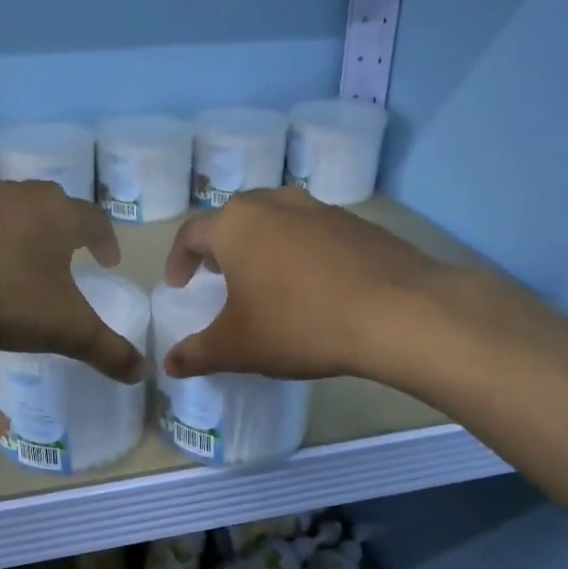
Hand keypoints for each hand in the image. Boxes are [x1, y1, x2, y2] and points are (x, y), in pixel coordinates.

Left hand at [0, 180, 145, 381]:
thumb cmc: (8, 295)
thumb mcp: (66, 330)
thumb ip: (107, 350)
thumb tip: (142, 372)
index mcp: (59, 215)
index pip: (94, 219)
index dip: (106, 240)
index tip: (109, 261)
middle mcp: (24, 198)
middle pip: (55, 204)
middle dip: (67, 228)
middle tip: (71, 254)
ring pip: (16, 211)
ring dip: (28, 232)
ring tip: (28, 262)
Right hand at [161, 188, 446, 381]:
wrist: (397, 312)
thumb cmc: (298, 323)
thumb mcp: (238, 347)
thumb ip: (198, 353)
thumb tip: (171, 365)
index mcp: (235, 224)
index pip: (191, 234)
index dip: (179, 261)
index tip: (179, 286)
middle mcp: (274, 203)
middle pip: (235, 218)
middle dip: (222, 247)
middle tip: (220, 277)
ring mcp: (319, 208)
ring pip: (277, 220)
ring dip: (263, 245)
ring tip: (266, 278)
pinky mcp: (357, 223)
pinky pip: (314, 232)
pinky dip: (302, 252)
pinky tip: (314, 286)